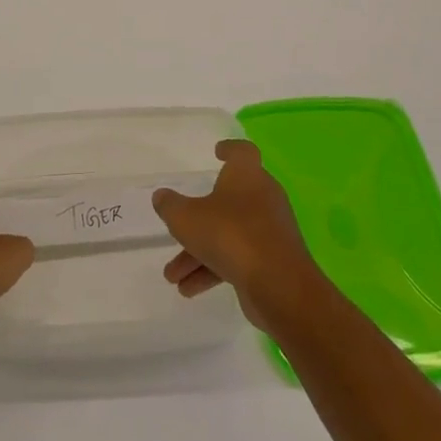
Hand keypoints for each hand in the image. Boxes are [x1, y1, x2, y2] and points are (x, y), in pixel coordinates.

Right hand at [153, 139, 328, 329]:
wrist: (278, 284)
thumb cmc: (229, 235)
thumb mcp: (186, 218)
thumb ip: (170, 206)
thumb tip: (162, 197)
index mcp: (247, 176)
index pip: (243, 152)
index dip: (229, 150)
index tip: (217, 152)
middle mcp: (263, 197)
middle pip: (228, 200)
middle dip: (198, 219)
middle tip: (177, 229)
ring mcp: (270, 230)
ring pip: (229, 234)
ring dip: (199, 253)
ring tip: (172, 277)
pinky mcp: (273, 260)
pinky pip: (238, 258)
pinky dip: (214, 269)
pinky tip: (189, 290)